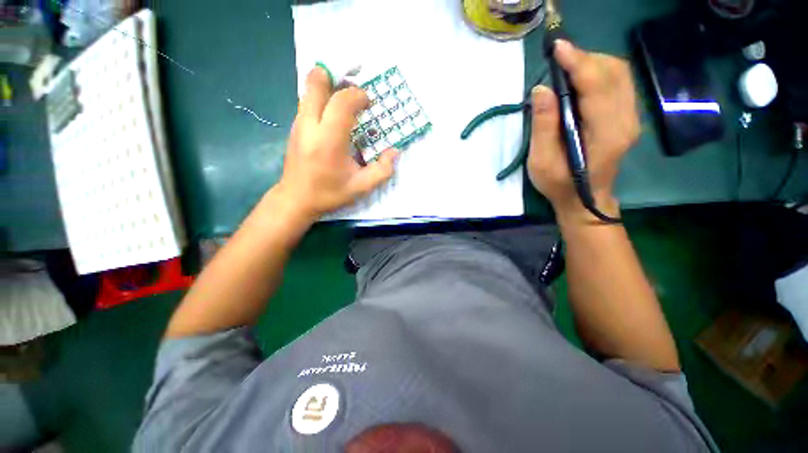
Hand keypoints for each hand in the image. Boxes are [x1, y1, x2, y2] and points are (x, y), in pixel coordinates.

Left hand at [273, 67, 398, 222]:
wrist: (296, 199)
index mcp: (328, 141)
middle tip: (354, 90)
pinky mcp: (294, 127)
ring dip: (329, 87)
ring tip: (346, 102)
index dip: (358, 95)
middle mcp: (309, 126)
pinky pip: (307, 101)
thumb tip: (394, 151)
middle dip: (337, 77)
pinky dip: (322, 98)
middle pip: (316, 82)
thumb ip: (382, 170)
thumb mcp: (361, 187)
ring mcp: (298, 124)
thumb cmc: (329, 193)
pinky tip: (333, 116)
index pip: (342, 102)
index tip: (368, 103)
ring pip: (310, 89)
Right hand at [527, 40, 639, 221]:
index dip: (577, 62)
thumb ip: (543, 126)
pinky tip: (580, 81)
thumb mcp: (542, 161)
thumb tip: (541, 89)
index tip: (557, 48)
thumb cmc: (559, 185)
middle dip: (585, 59)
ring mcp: (630, 117)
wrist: (585, 200)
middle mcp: (626, 120)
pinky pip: (618, 83)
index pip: (597, 85)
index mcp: (606, 133)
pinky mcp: (626, 117)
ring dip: (592, 64)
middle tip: (557, 62)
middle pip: (613, 72)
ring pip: (618, 74)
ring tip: (566, 70)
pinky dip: (598, 73)